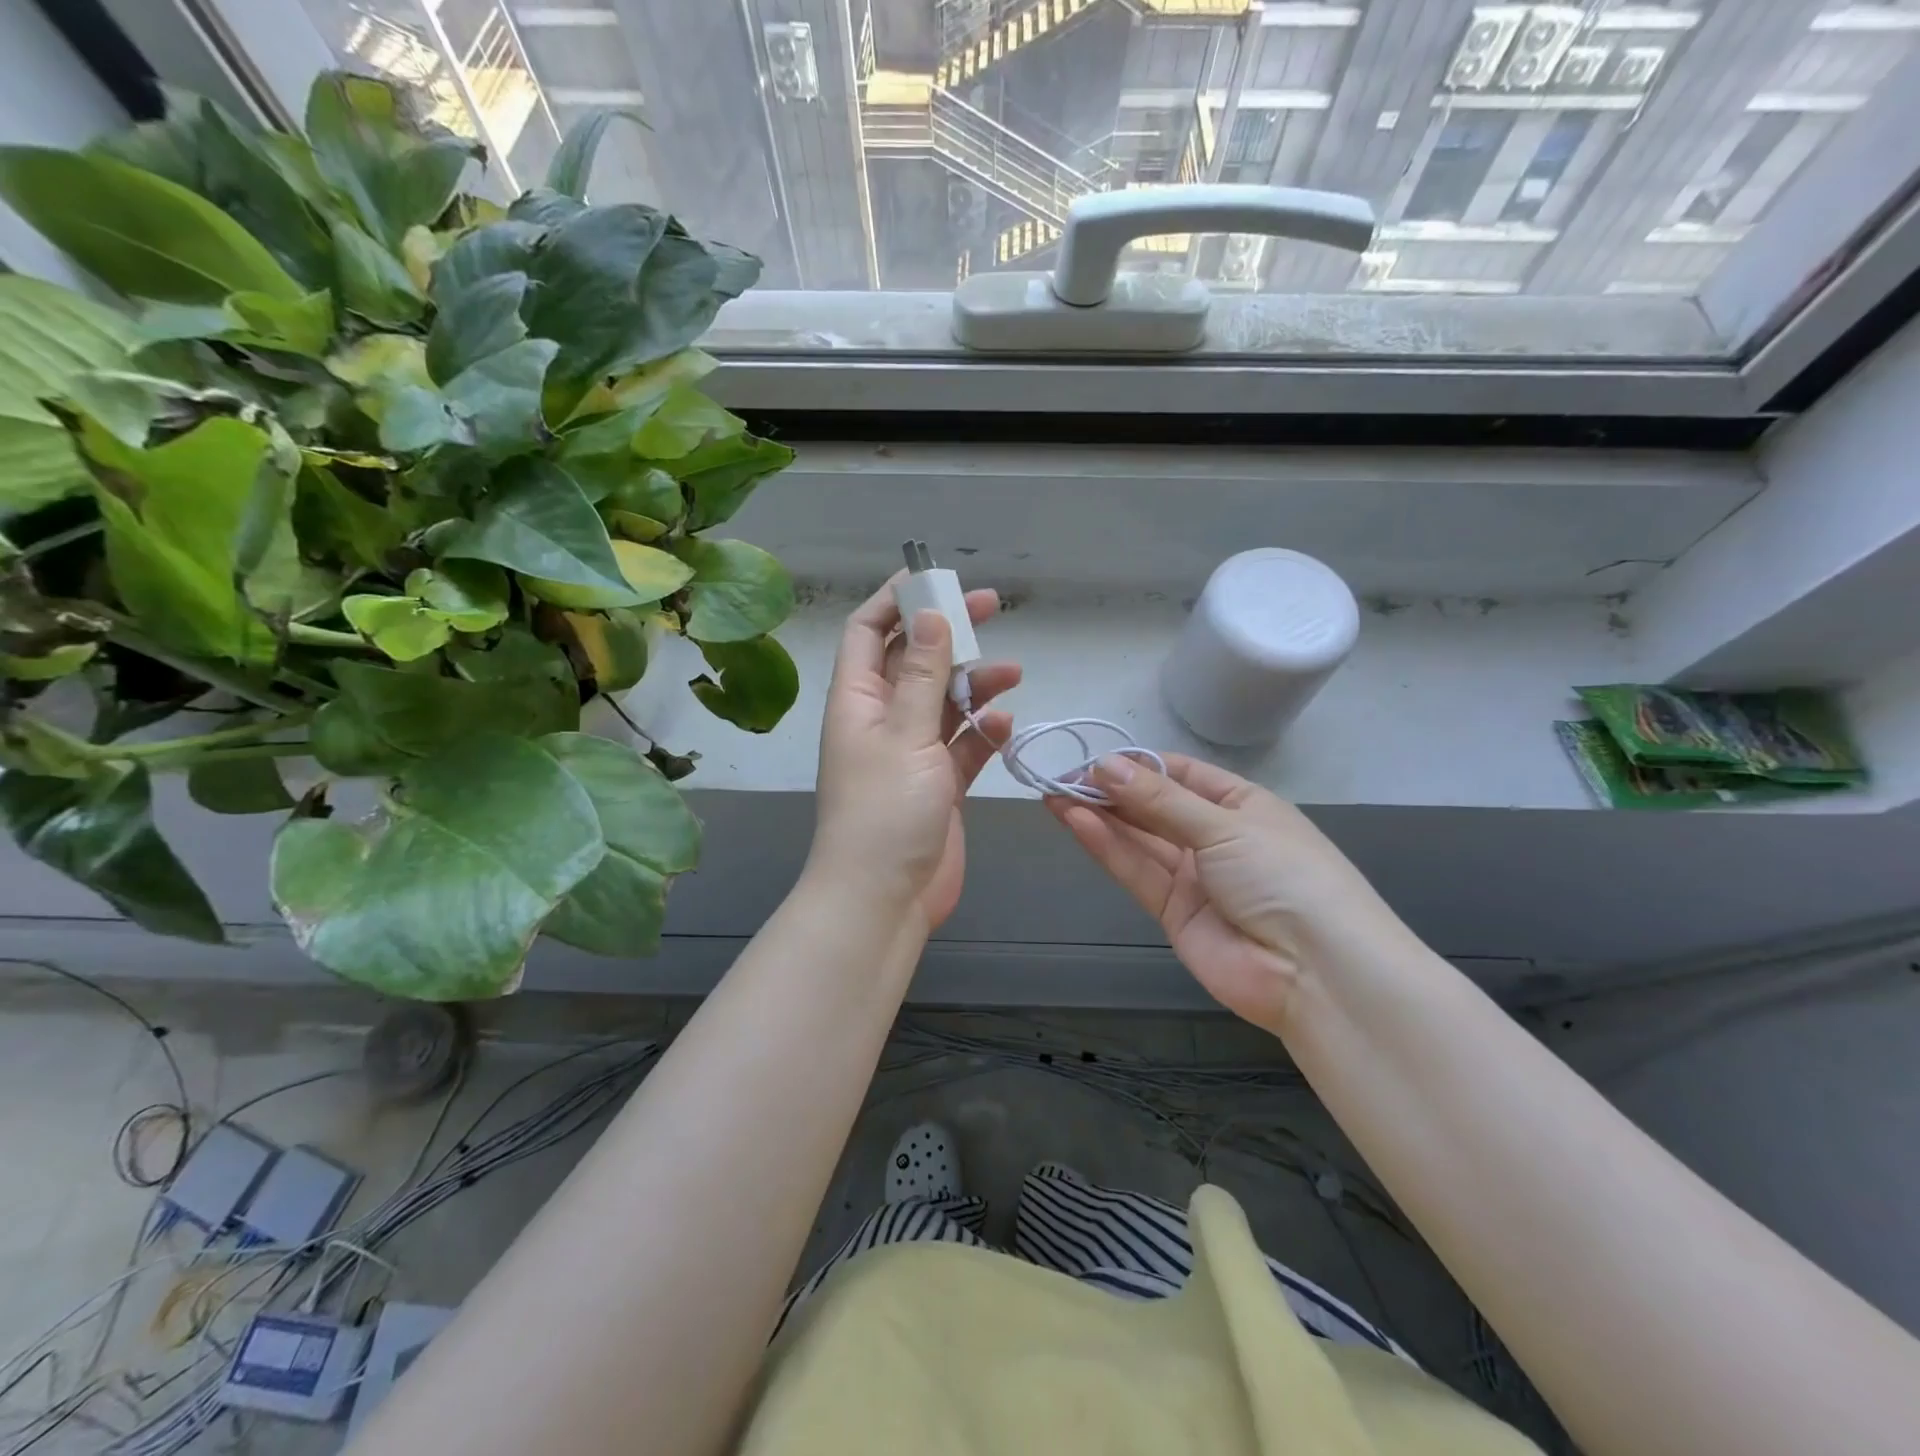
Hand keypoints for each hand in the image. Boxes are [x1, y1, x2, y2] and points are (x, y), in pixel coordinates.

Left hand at [808, 574, 1020, 930]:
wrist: (884, 899)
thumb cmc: (885, 811)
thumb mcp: (905, 735)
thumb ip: (921, 674)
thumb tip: (930, 615)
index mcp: (857, 700)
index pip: (867, 631)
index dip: (896, 600)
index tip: (936, 578)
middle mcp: (882, 719)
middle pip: (913, 659)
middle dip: (949, 634)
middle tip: (992, 608)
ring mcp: (911, 753)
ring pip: (944, 701)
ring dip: (975, 684)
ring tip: (1012, 673)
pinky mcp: (938, 784)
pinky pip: (963, 745)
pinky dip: (983, 732)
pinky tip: (1005, 725)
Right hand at [1048, 754, 1413, 1032]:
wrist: (1316, 973)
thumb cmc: (1283, 876)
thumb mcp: (1225, 825)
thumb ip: (1159, 800)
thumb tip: (1104, 764)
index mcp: (1242, 805)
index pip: (1181, 774)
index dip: (1138, 764)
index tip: (1094, 758)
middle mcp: (1215, 837)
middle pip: (1155, 806)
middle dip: (1112, 790)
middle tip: (1061, 776)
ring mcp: (1194, 877)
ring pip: (1139, 838)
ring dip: (1100, 815)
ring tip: (1054, 794)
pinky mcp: (1174, 912)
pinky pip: (1137, 870)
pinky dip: (1107, 846)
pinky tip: (1075, 821)